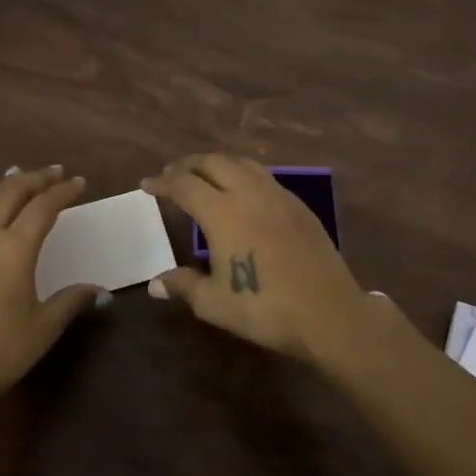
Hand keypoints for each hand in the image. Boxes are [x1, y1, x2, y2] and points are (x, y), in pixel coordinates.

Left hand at [0, 165, 103, 415]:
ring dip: (6, 186)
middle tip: (55, 172)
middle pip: (10, 193)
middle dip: (35, 178)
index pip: (42, 207)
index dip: (62, 192)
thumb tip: (99, 291)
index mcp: (14, 248)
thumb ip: (71, 301)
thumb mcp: (43, 328)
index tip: (79, 182)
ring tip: (20, 177)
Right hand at [142, 153, 371, 363]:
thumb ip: (183, 286)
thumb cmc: (264, 308)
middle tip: (173, 174)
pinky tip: (244, 193)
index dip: (163, 182)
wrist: (328, 313)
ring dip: (218, 164)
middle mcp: (249, 193)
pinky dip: (244, 174)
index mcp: (222, 212)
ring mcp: (278, 196)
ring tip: (206, 175)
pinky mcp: (300, 206)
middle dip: (189, 164)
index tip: (147, 184)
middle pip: (214, 163)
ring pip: (243, 163)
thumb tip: (155, 284)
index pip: (184, 184)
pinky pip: (265, 176)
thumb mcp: (214, 302)